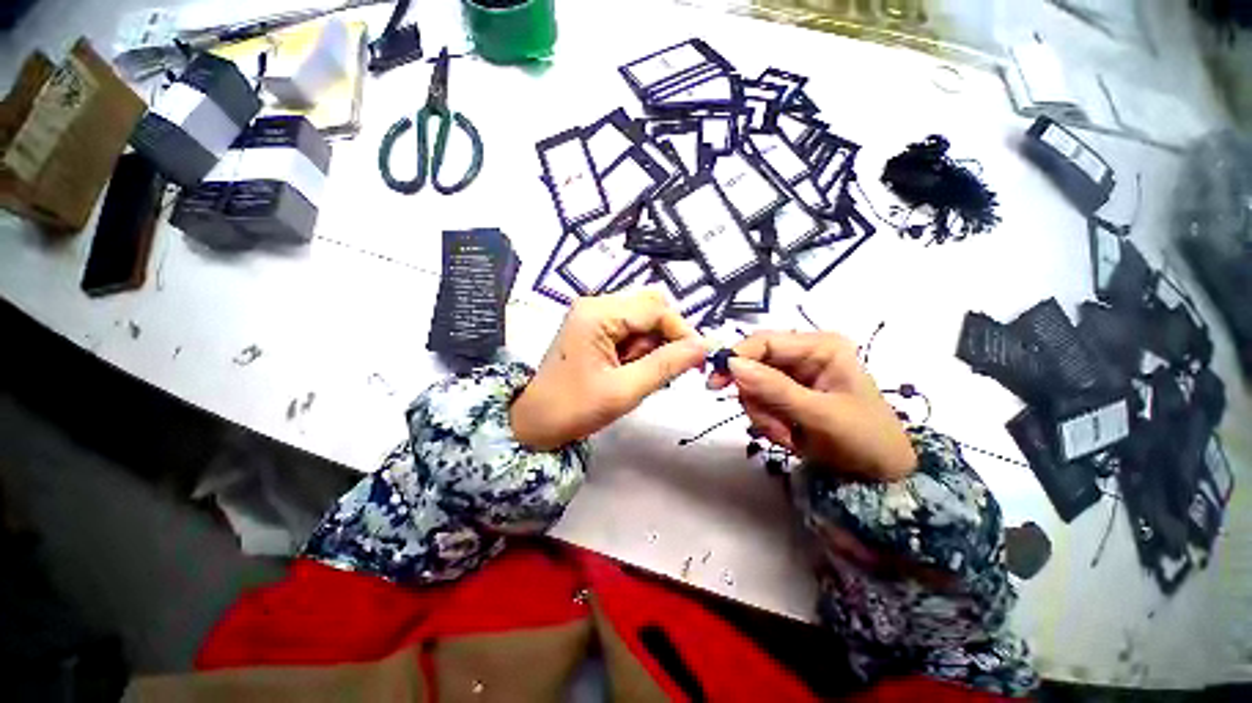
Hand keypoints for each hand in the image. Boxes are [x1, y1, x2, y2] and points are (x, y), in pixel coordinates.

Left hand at [511, 290, 707, 449]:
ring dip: (652, 345)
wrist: (534, 422)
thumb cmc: (574, 408)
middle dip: (666, 337)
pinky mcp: (594, 327)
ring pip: (643, 319)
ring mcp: (594, 314)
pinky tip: (631, 370)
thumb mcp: (624, 390)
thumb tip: (705, 346)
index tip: (698, 359)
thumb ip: (666, 365)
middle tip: (666, 370)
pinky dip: (640, 349)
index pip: (655, 308)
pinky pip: (630, 329)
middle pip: (650, 307)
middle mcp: (596, 304)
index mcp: (598, 313)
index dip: (682, 331)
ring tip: (640, 375)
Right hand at [709, 331, 916, 481]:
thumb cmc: (863, 437)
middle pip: (754, 365)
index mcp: (820, 347)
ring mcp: (794, 375)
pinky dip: (767, 421)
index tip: (715, 381)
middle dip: (756, 398)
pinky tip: (788, 436)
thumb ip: (774, 388)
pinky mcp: (787, 394)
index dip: (737, 357)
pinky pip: (759, 401)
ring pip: (752, 386)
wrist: (881, 473)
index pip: (765, 341)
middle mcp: (804, 355)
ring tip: (787, 435)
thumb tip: (732, 364)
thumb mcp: (819, 413)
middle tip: (769, 425)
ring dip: (763, 415)